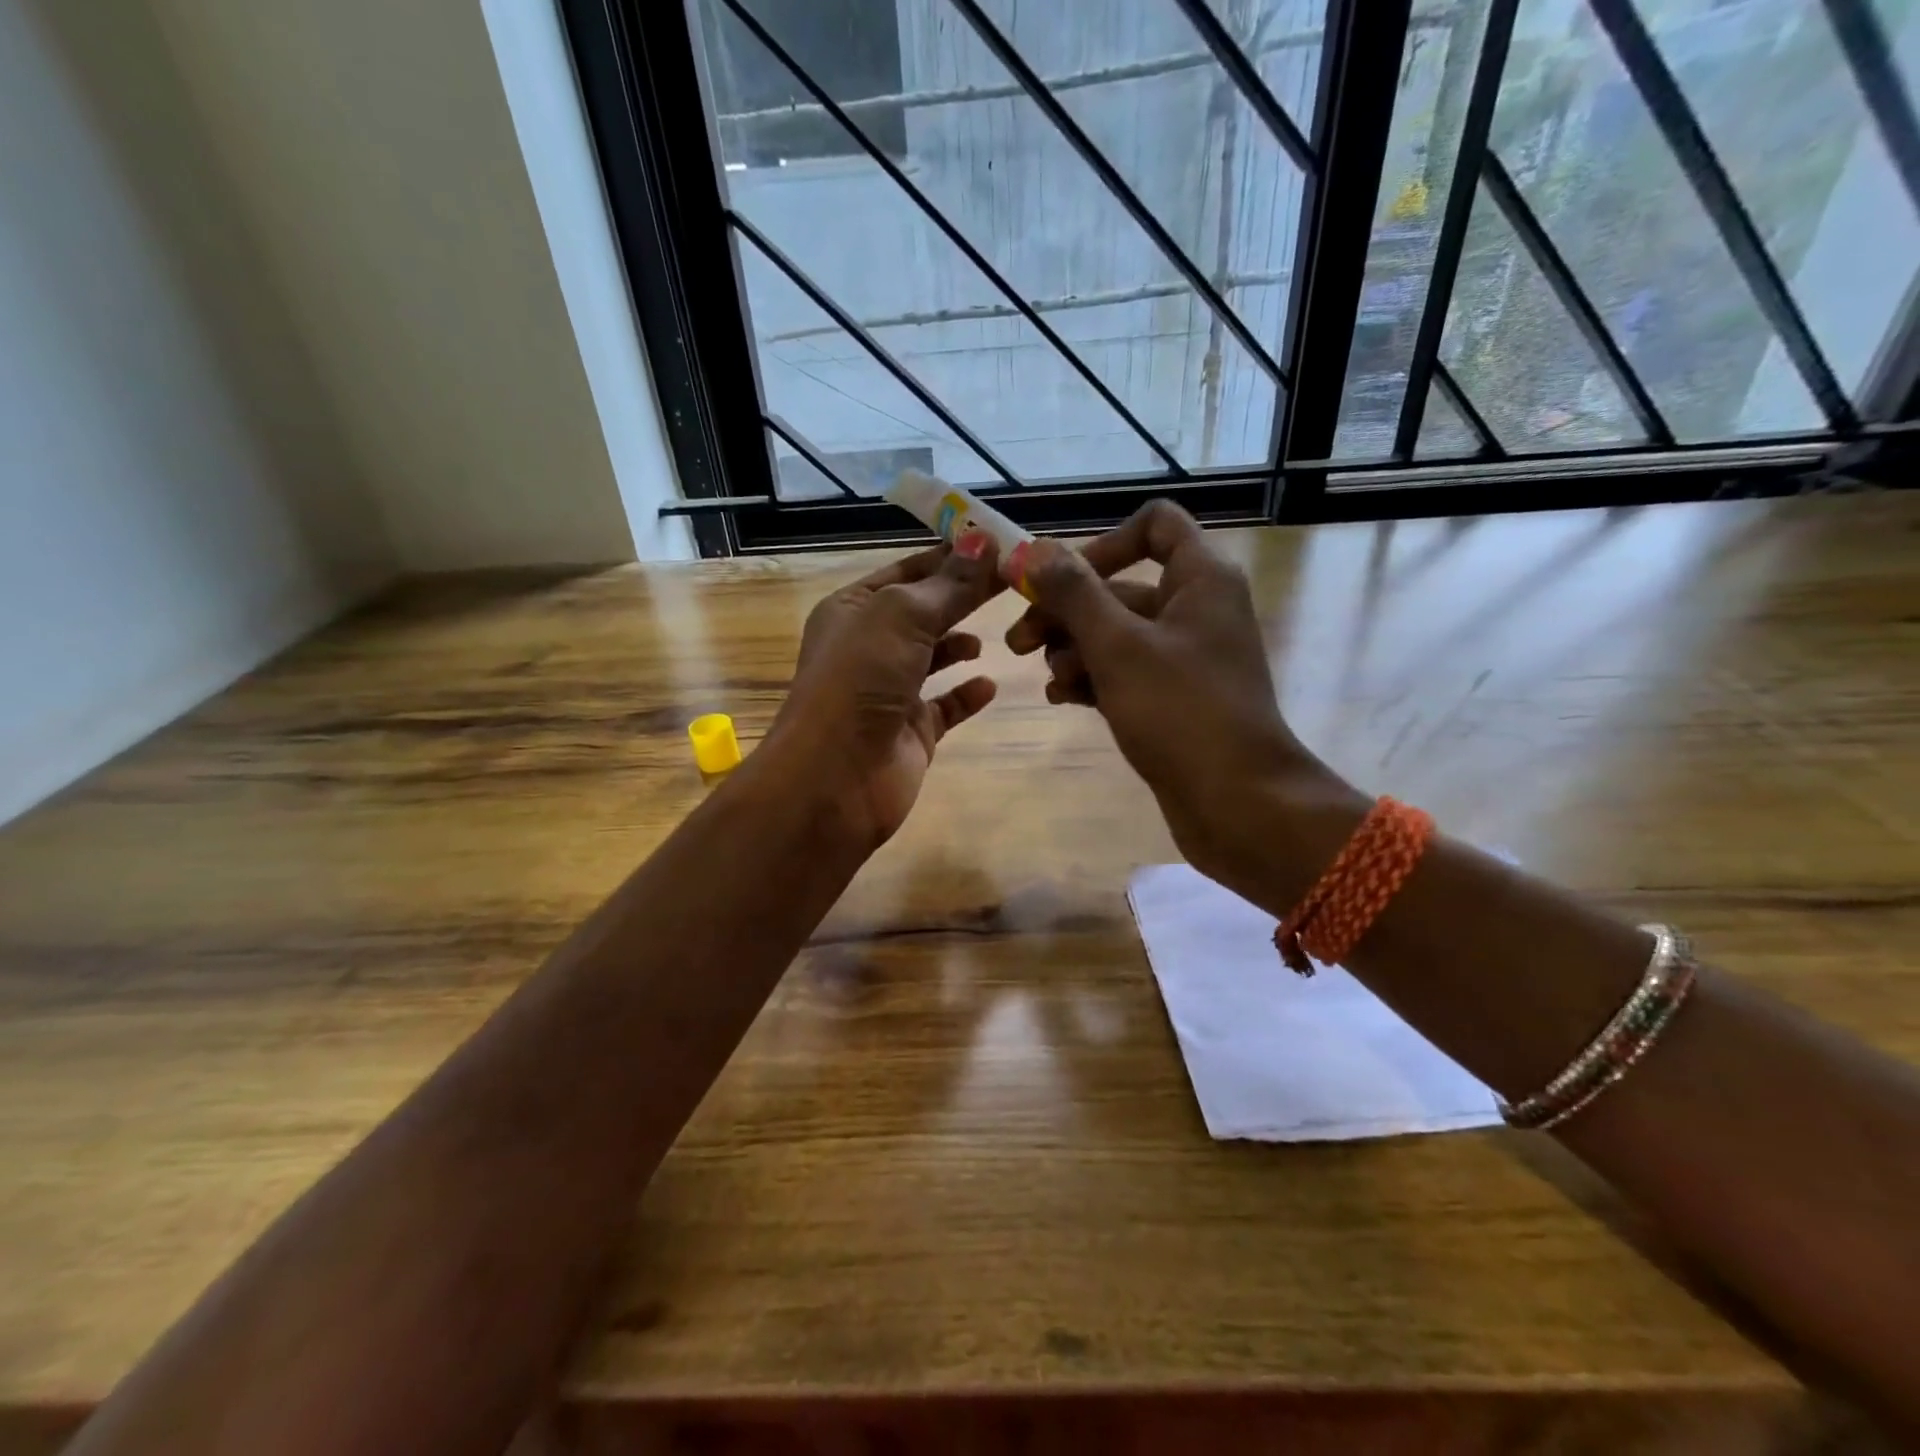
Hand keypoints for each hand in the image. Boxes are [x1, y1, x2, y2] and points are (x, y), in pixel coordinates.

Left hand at [766, 536, 1003, 852]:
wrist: (835, 778)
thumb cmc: (859, 681)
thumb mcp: (902, 616)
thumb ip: (948, 584)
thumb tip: (985, 539)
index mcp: (853, 609)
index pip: (908, 570)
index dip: (951, 555)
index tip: (999, 543)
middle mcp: (869, 647)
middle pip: (925, 611)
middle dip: (965, 596)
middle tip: (1016, 581)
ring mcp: (890, 691)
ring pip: (934, 657)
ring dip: (962, 643)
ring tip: (1001, 632)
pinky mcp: (911, 732)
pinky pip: (945, 706)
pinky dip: (967, 694)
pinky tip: (990, 684)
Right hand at [1007, 501, 1354, 898]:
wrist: (1239, 803)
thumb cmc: (1181, 712)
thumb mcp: (1118, 646)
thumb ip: (1074, 594)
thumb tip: (1034, 552)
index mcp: (1200, 579)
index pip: (1154, 526)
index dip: (1103, 544)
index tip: (1061, 582)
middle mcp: (1196, 609)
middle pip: (1119, 587)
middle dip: (1066, 612)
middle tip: (1018, 643)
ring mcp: (1185, 658)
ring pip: (1115, 635)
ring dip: (1074, 650)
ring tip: (1051, 681)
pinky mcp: (1173, 699)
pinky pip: (1123, 672)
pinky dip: (1092, 679)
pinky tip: (1061, 699)